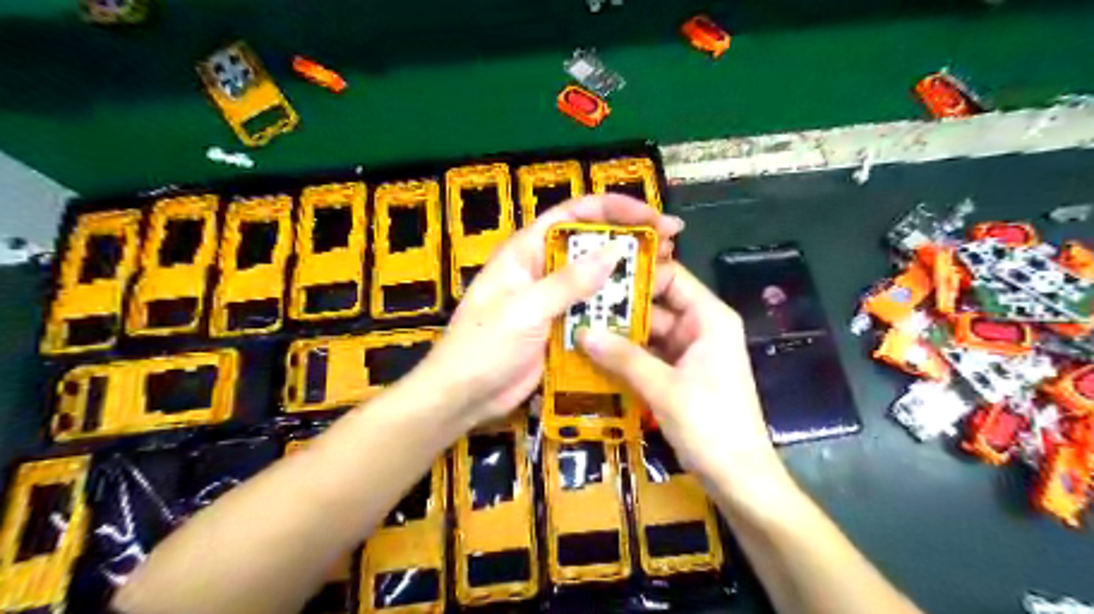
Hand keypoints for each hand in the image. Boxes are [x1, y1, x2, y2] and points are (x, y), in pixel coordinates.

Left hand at [419, 194, 680, 428]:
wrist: (464, 396)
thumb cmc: (483, 347)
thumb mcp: (524, 310)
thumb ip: (568, 282)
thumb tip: (614, 251)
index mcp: (526, 251)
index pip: (573, 215)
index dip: (614, 209)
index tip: (651, 217)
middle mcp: (542, 268)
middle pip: (590, 243)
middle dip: (629, 239)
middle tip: (670, 245)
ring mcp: (552, 299)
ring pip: (596, 278)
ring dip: (627, 275)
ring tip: (666, 275)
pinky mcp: (560, 326)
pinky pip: (593, 310)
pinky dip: (616, 308)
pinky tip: (643, 310)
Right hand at [576, 264, 790, 498]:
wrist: (738, 478)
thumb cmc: (710, 425)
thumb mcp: (663, 387)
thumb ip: (622, 357)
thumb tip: (582, 331)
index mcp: (708, 318)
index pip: (671, 278)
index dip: (637, 275)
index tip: (598, 276)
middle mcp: (700, 328)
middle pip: (656, 306)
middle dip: (618, 309)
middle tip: (576, 306)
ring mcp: (690, 353)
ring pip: (648, 333)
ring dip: (618, 335)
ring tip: (576, 329)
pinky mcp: (680, 375)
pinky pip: (649, 357)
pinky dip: (626, 358)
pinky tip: (593, 357)